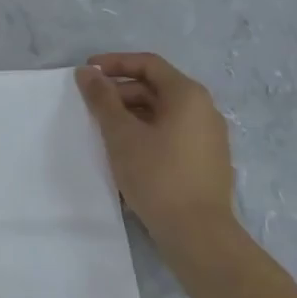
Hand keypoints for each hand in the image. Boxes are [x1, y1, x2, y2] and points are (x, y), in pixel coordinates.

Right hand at [76, 52, 235, 246]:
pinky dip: (147, 133)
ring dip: (132, 115)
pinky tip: (127, 152)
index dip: (115, 63)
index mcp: (188, 94)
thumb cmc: (158, 176)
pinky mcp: (207, 161)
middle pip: (156, 87)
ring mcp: (209, 136)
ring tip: (104, 131)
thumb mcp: (121, 134)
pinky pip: (172, 133)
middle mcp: (204, 109)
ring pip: (163, 113)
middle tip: (91, 107)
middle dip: (121, 92)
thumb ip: (102, 99)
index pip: (148, 64)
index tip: (87, 72)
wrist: (198, 234)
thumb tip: (87, 72)